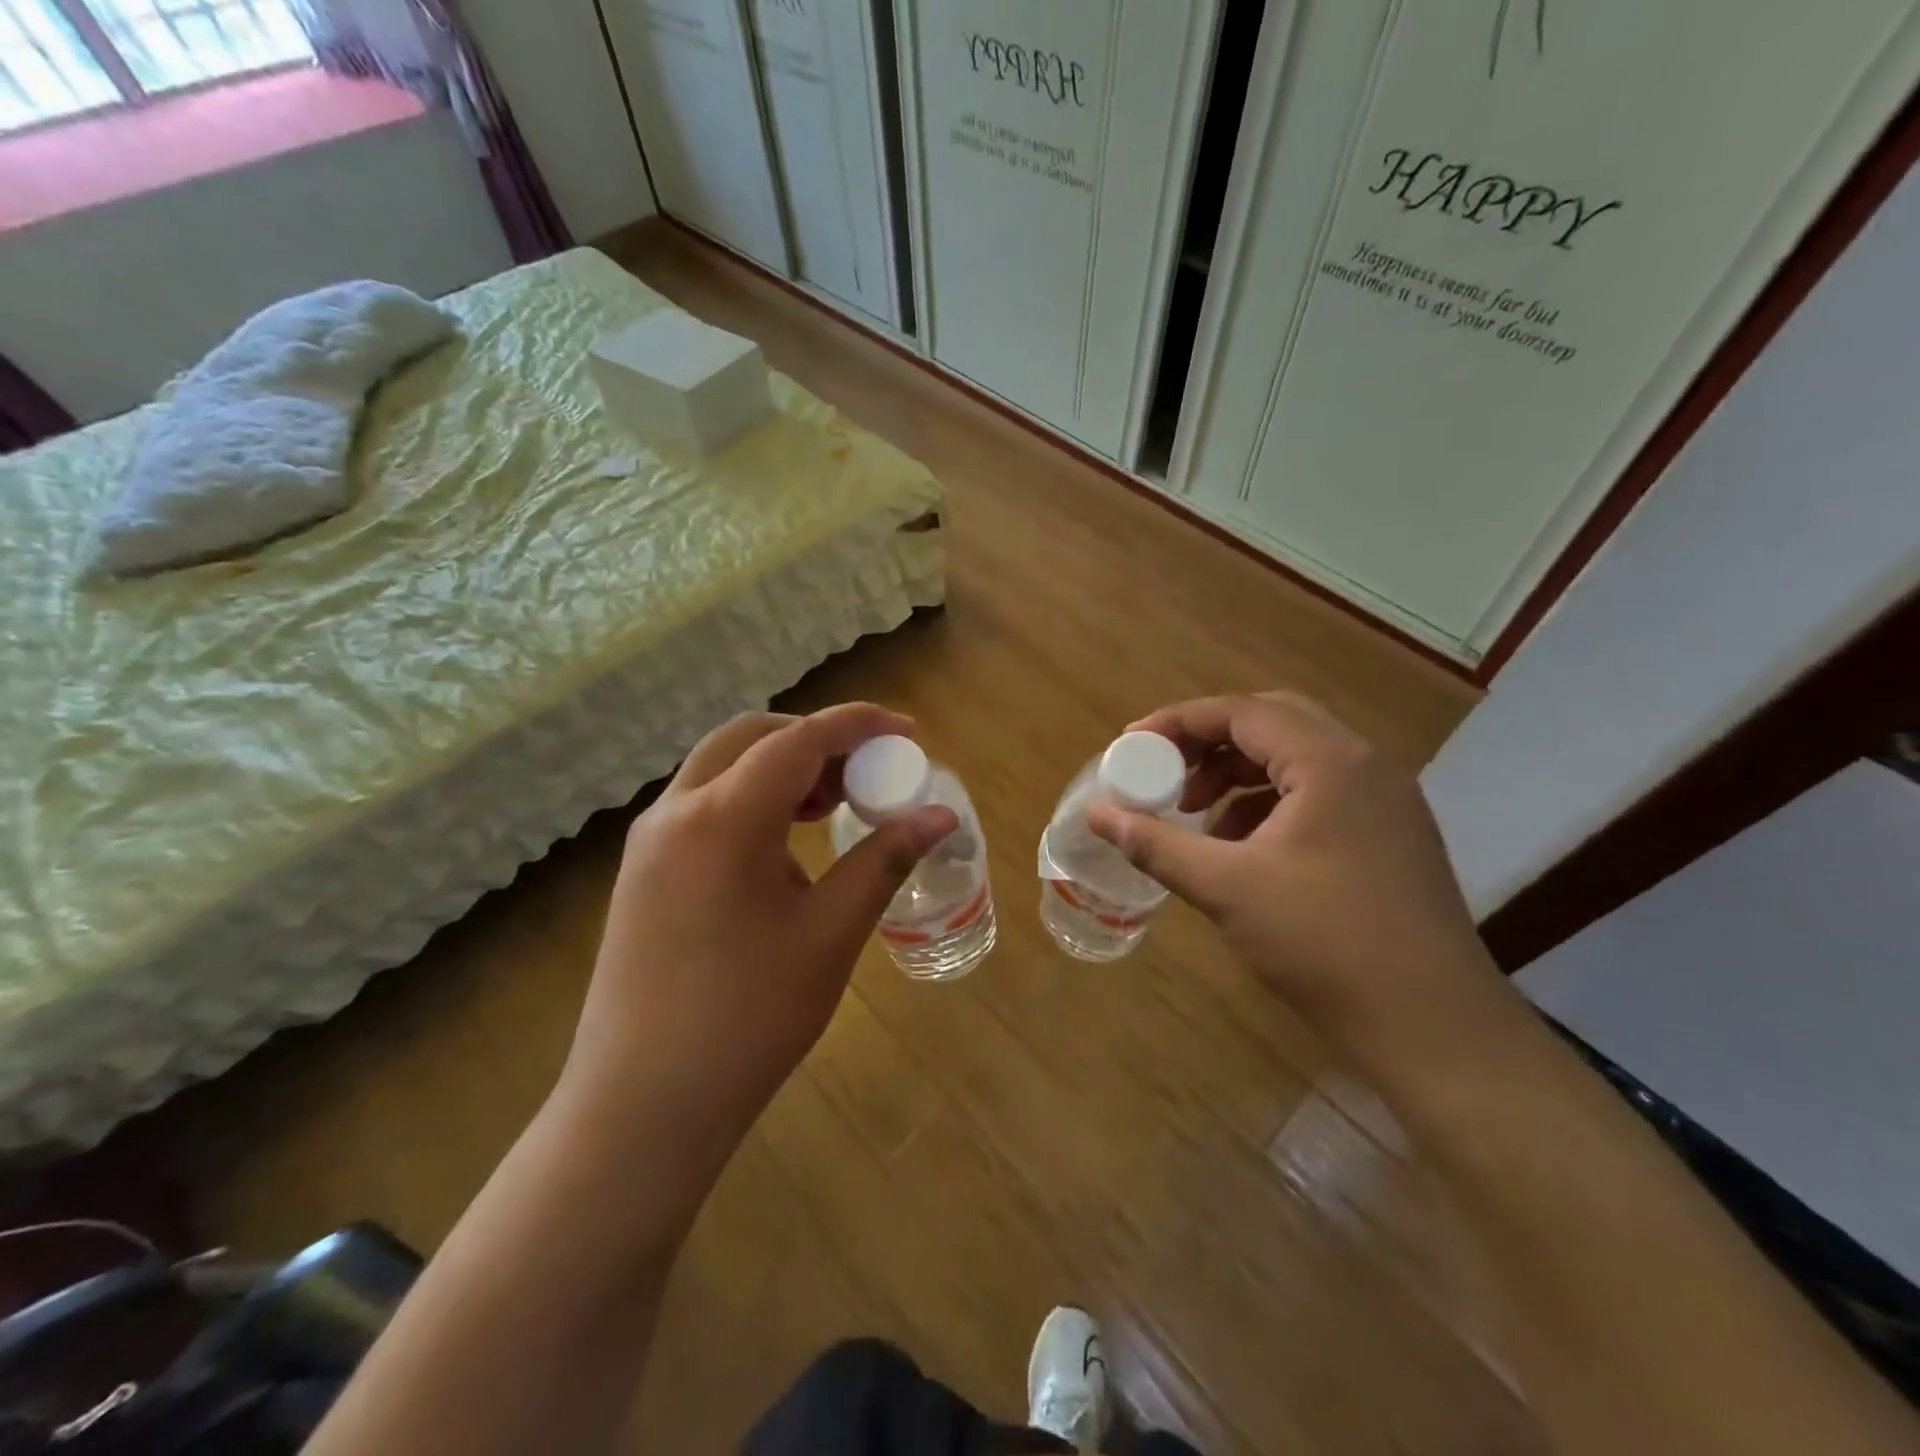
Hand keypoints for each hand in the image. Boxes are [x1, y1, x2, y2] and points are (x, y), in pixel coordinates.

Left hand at [557, 704, 956, 1200]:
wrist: (642, 1105)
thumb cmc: (748, 1018)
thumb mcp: (830, 933)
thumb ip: (884, 860)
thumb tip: (939, 816)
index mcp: (723, 817)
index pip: (799, 740)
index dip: (859, 726)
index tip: (907, 732)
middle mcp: (676, 811)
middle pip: (752, 737)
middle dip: (815, 740)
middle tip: (866, 772)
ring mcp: (650, 841)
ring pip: (722, 767)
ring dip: (781, 768)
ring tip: (833, 806)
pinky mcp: (642, 871)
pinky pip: (703, 804)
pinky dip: (751, 798)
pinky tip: (785, 847)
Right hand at [1088, 692, 1511, 1075]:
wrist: (1433, 1026)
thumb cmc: (1325, 943)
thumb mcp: (1227, 888)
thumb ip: (1156, 844)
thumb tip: (1099, 815)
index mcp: (1330, 762)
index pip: (1240, 712)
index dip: (1177, 722)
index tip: (1131, 747)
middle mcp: (1364, 765)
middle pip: (1271, 722)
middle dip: (1209, 743)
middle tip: (1165, 773)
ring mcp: (1385, 800)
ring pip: (1296, 758)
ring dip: (1238, 773)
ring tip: (1196, 813)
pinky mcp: (1390, 834)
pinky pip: (1318, 792)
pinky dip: (1269, 803)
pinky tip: (1241, 846)